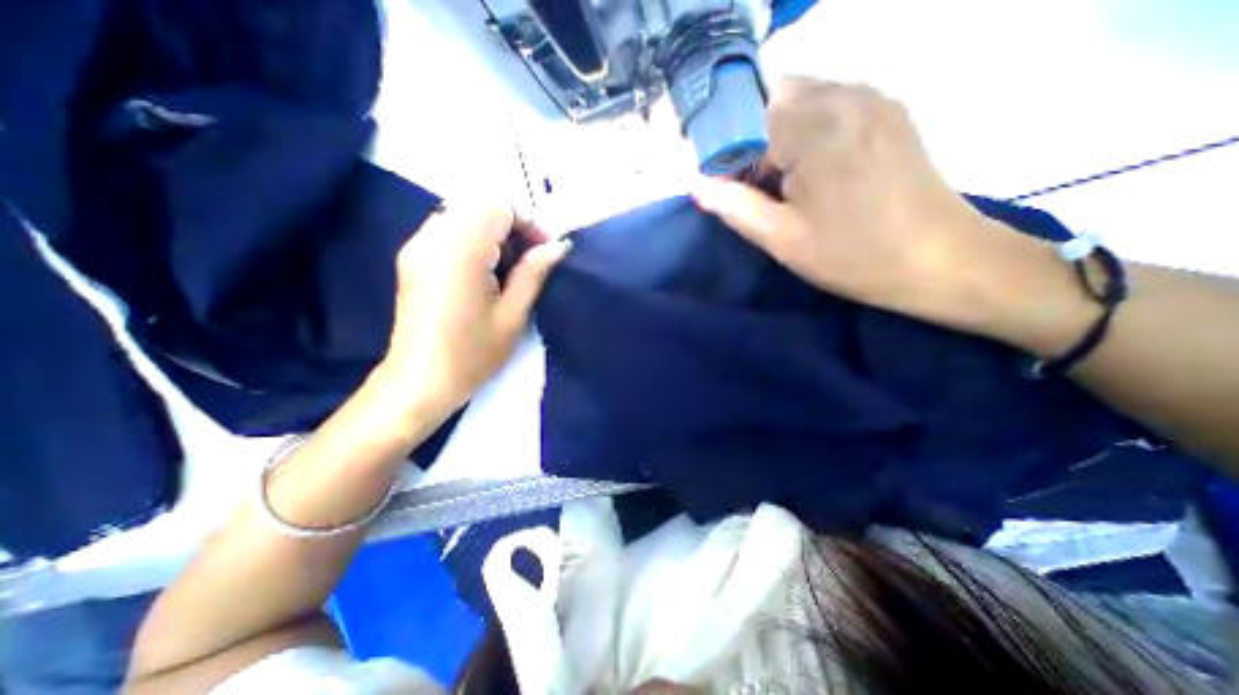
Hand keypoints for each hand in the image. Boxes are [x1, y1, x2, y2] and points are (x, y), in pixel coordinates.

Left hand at [378, 202, 568, 417]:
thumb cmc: (472, 355)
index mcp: (459, 251)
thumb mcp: (512, 316)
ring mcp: (417, 246)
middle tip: (532, 258)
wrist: (419, 382)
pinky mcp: (412, 258)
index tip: (546, 250)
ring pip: (464, 214)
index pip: (498, 207)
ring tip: (511, 266)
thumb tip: (558, 246)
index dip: (528, 222)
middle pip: (479, 205)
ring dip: (494, 232)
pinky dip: (474, 239)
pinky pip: (449, 229)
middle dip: (513, 225)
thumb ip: (534, 273)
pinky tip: (486, 270)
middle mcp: (432, 238)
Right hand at [687, 77, 1074, 342]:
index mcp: (814, 130)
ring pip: (800, 96)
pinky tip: (810, 168)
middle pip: (771, 95)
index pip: (744, 114)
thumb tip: (697, 185)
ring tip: (778, 179)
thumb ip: (735, 207)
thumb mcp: (782, 239)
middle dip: (747, 134)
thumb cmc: (853, 255)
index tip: (718, 177)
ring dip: (775, 132)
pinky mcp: (887, 110)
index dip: (722, 144)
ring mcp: (871, 98)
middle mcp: (844, 96)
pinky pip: (828, 103)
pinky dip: (804, 128)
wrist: (940, 259)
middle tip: (747, 181)